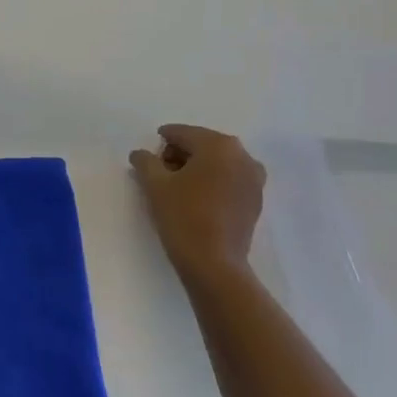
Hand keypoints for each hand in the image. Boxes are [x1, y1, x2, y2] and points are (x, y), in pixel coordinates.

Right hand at [128, 124, 266, 290]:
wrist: (214, 263)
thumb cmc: (182, 216)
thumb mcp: (154, 185)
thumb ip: (145, 161)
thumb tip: (140, 153)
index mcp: (218, 145)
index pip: (182, 134)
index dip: (162, 142)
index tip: (148, 157)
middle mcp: (242, 155)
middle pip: (203, 145)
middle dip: (181, 155)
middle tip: (161, 173)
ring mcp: (254, 178)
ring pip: (218, 163)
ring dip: (198, 168)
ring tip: (178, 188)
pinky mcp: (256, 199)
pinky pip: (230, 179)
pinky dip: (213, 182)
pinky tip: (197, 199)